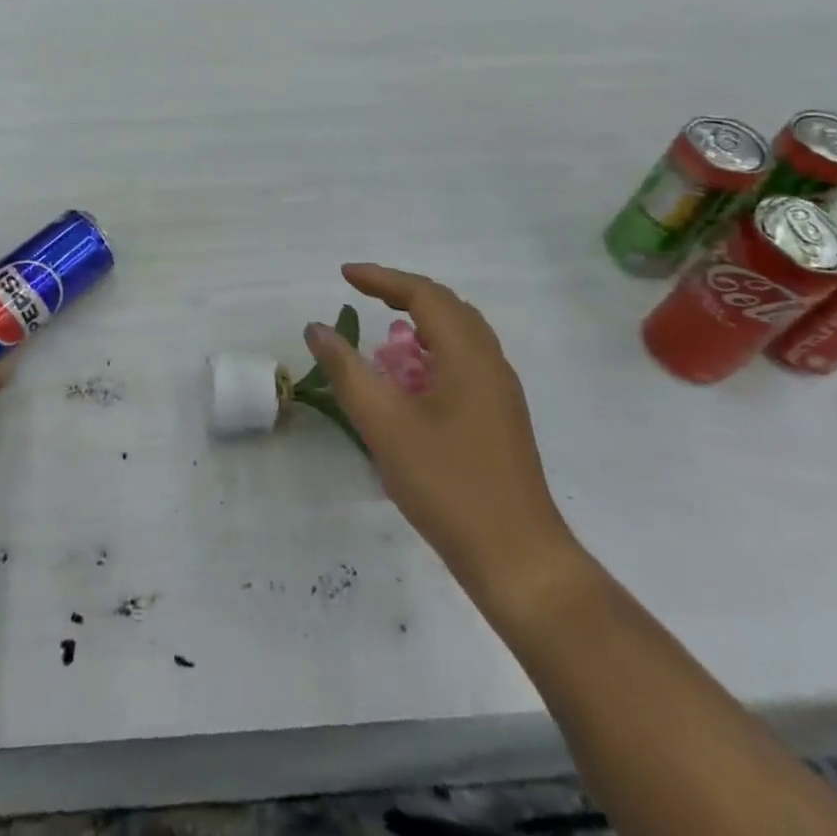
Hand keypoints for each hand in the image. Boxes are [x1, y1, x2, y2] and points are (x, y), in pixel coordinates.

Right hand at [305, 263, 582, 609]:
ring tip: (384, 328)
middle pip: (448, 307)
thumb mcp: (384, 425)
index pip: (424, 295)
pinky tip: (411, 379)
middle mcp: (490, 364)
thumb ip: (347, 371)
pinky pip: (465, 362)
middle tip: (363, 294)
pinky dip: (432, 351)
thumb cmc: (448, 485)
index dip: (382, 279)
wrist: (519, 560)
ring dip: (421, 321)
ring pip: (460, 335)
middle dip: (403, 293)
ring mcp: (500, 393)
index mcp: (468, 356)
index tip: (345, 276)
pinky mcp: (500, 418)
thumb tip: (317, 328)